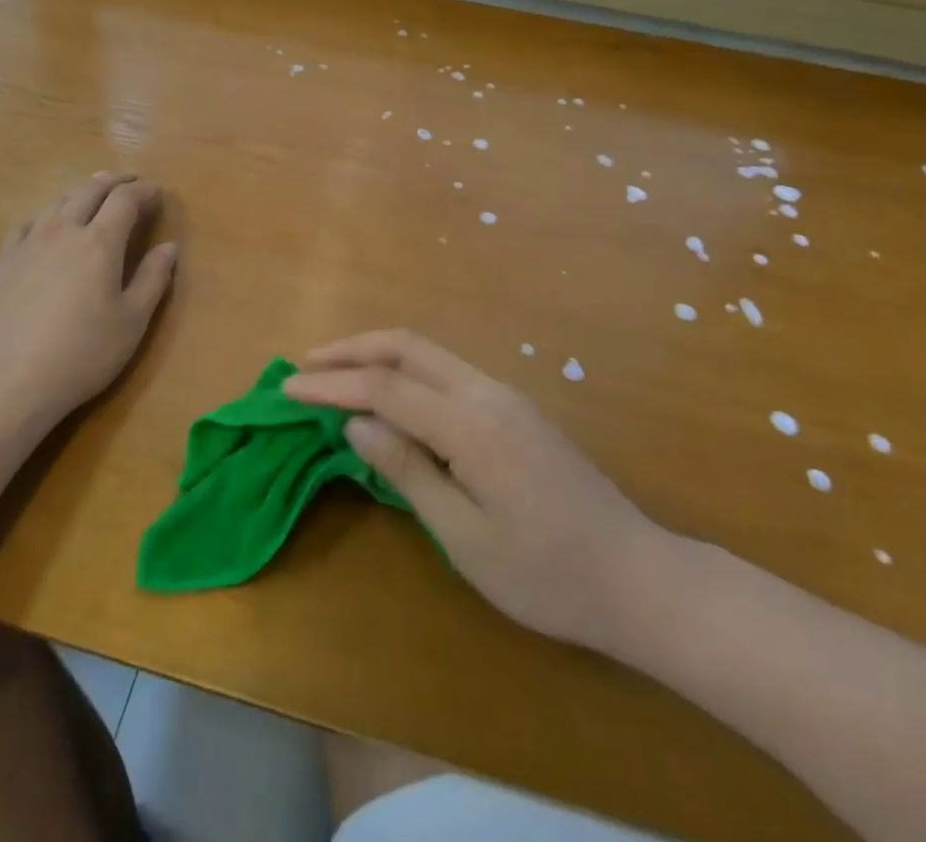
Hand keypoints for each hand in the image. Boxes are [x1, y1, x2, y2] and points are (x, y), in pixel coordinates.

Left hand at [0, 173, 177, 435]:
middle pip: (90, 190)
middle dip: (114, 181)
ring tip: (94, 192)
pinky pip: (28, 222)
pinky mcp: (5, 262)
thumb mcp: (132, 321)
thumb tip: (170, 247)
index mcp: (99, 242)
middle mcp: (64, 231)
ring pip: (58, 201)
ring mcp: (29, 244)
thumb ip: (153, 279)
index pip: (125, 200)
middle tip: (131, 181)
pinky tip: (48, 221)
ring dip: (82, 190)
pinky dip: (47, 213)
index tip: (158, 192)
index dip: (144, 191)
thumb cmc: (82, 354)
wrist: (8, 381)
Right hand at [283, 331, 674, 654]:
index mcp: (471, 423)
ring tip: (336, 372)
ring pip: (428, 354)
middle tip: (306, 364)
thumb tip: (355, 421)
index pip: (385, 387)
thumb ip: (408, 470)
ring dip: (378, 355)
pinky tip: (388, 394)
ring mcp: (504, 395)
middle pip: (407, 347)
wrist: (638, 578)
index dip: (332, 384)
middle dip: (352, 349)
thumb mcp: (466, 536)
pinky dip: (405, 371)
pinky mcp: (513, 408)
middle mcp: (486, 392)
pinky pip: (447, 372)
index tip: (287, 388)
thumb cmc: (547, 574)